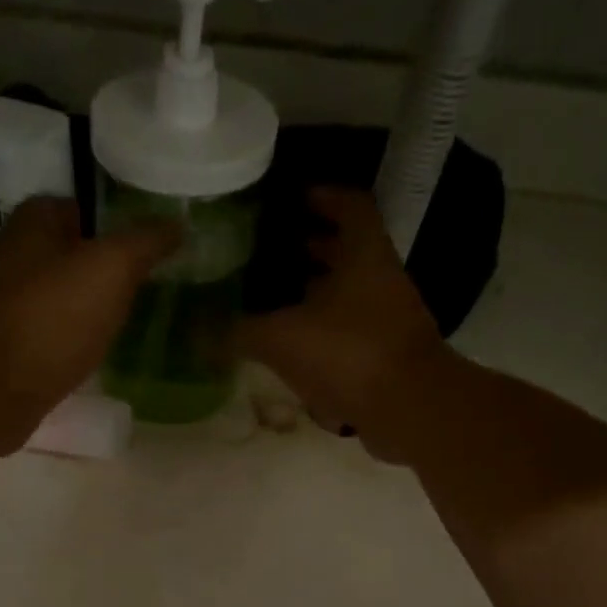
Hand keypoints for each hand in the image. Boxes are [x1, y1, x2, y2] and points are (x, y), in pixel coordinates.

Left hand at [0, 197, 176, 455]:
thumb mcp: (111, 269)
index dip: (108, 220)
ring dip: (81, 306)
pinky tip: (89, 355)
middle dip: (96, 266)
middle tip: (140, 284)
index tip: (142, 242)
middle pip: (62, 253)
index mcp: (32, 225)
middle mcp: (10, 258)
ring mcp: (1, 307)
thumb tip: (177, 223)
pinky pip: (44, 335)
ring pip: (53, 296)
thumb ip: (145, 243)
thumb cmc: (50, 319)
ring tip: (122, 320)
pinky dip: (66, 341)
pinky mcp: (2, 351)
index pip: (74, 206)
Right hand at [236, 188, 450, 458]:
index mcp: (363, 255)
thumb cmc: (349, 354)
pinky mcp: (385, 355)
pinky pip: (348, 332)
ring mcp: (387, 319)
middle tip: (266, 251)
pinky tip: (290, 347)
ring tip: (270, 300)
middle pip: (346, 250)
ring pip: (347, 294)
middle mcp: (380, 279)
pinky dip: (321, 332)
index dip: (321, 196)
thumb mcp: (282, 338)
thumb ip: (238, 331)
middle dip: (309, 247)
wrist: (410, 410)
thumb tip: (197, 330)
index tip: (290, 198)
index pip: (350, 205)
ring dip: (313, 294)